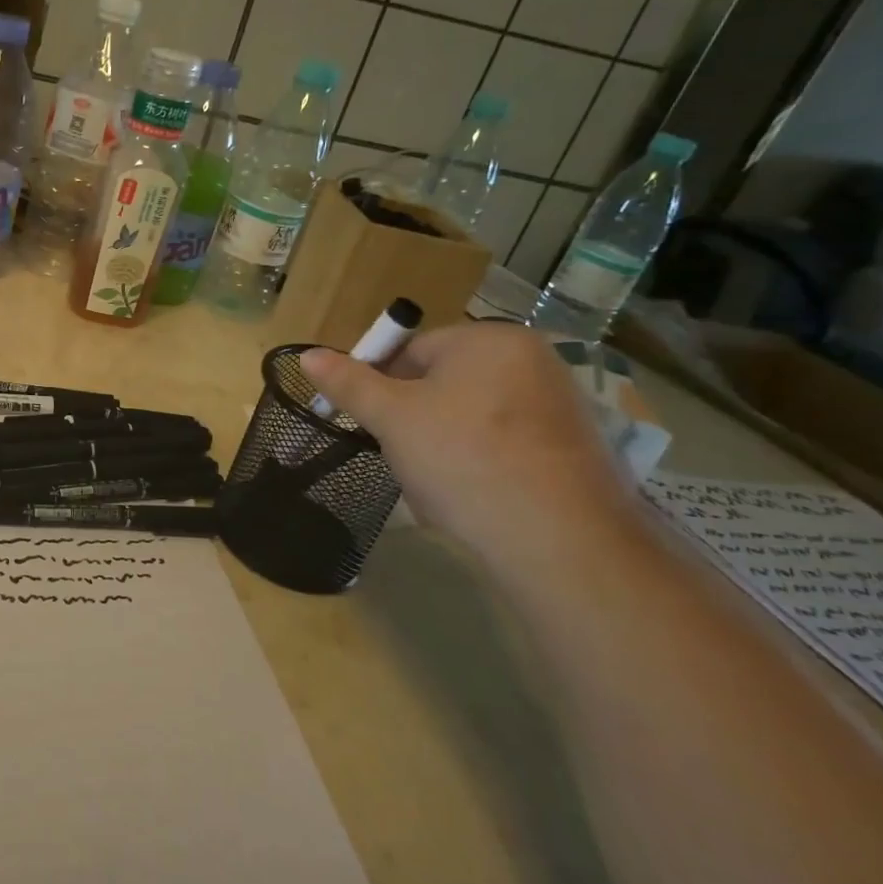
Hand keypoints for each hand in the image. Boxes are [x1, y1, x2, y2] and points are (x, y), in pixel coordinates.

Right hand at [299, 325, 648, 570]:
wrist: (561, 543)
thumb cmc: (464, 460)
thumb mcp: (392, 419)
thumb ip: (349, 383)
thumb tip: (307, 354)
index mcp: (491, 340)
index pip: (412, 350)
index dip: (381, 386)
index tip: (371, 425)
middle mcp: (534, 361)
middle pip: (442, 383)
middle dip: (413, 419)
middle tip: (403, 455)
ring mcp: (560, 406)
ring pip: (470, 417)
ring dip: (442, 443)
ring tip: (438, 483)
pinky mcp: (575, 449)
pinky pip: (505, 444)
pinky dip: (480, 463)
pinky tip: (474, 496)